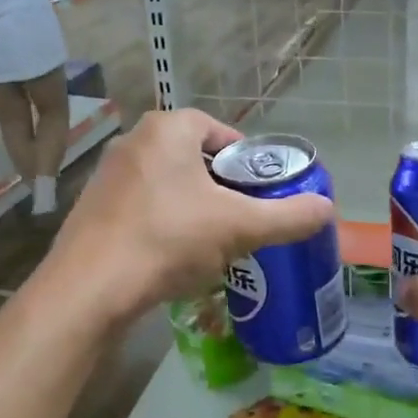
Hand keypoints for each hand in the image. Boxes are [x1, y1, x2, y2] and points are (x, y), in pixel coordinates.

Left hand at [46, 110, 335, 325]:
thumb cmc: (168, 240)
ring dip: (192, 207)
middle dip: (220, 186)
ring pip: (166, 184)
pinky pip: (141, 207)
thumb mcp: (239, 227)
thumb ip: (288, 216)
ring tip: (212, 242)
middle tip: (241, 219)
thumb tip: (328, 208)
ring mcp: (107, 175)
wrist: (89, 289)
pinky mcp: (91, 208)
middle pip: (193, 157)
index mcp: (168, 128)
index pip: (219, 131)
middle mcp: (133, 141)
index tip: (260, 191)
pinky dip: (162, 224)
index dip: (245, 160)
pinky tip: (172, 257)